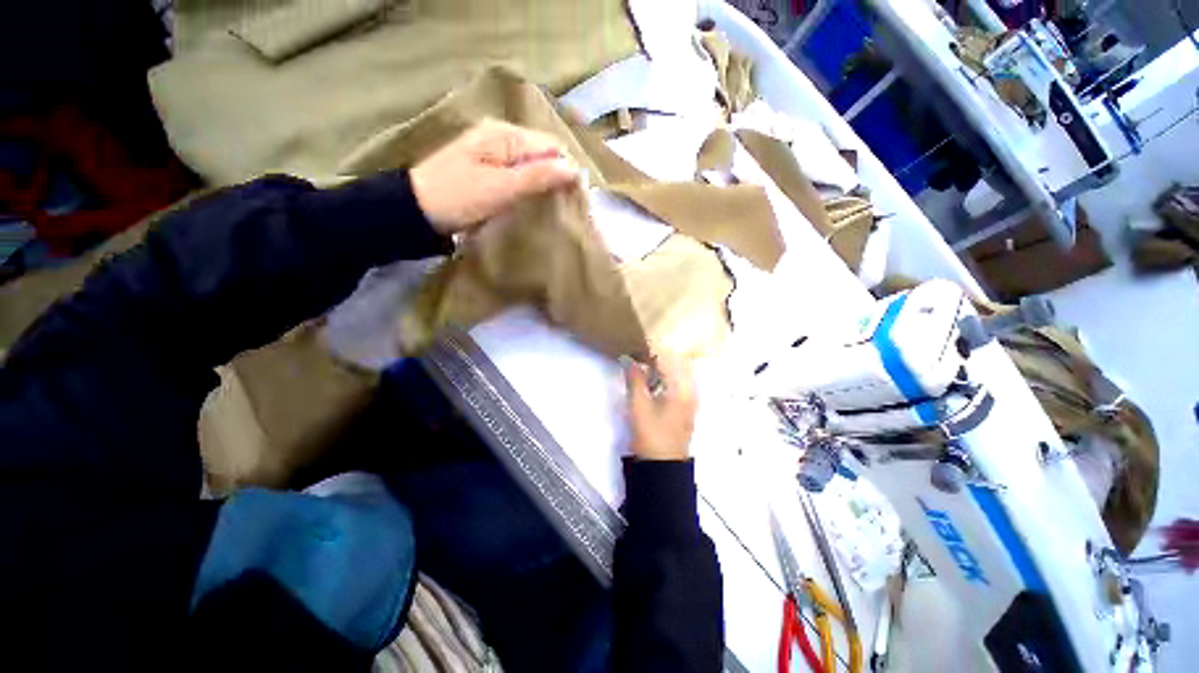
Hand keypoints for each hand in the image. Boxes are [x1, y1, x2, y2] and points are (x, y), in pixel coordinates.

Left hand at [410, 119, 579, 234]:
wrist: (415, 210)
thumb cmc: (459, 198)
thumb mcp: (501, 188)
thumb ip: (538, 176)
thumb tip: (574, 170)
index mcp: (505, 134)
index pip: (552, 146)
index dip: (566, 169)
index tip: (573, 198)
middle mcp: (501, 135)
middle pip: (543, 153)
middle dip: (556, 176)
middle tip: (564, 206)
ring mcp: (492, 150)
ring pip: (532, 164)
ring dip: (544, 183)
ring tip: (551, 207)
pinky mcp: (487, 167)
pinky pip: (518, 172)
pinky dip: (529, 186)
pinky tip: (531, 202)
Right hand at [625, 353, 697, 460]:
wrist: (662, 467)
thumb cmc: (651, 434)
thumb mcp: (639, 405)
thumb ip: (635, 379)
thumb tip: (628, 358)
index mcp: (683, 387)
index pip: (671, 357)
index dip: (655, 346)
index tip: (640, 338)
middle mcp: (691, 389)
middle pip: (679, 361)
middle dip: (661, 350)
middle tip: (642, 345)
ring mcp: (691, 398)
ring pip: (679, 371)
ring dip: (664, 362)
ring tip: (645, 355)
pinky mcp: (686, 406)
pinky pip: (678, 381)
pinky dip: (667, 373)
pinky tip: (653, 374)